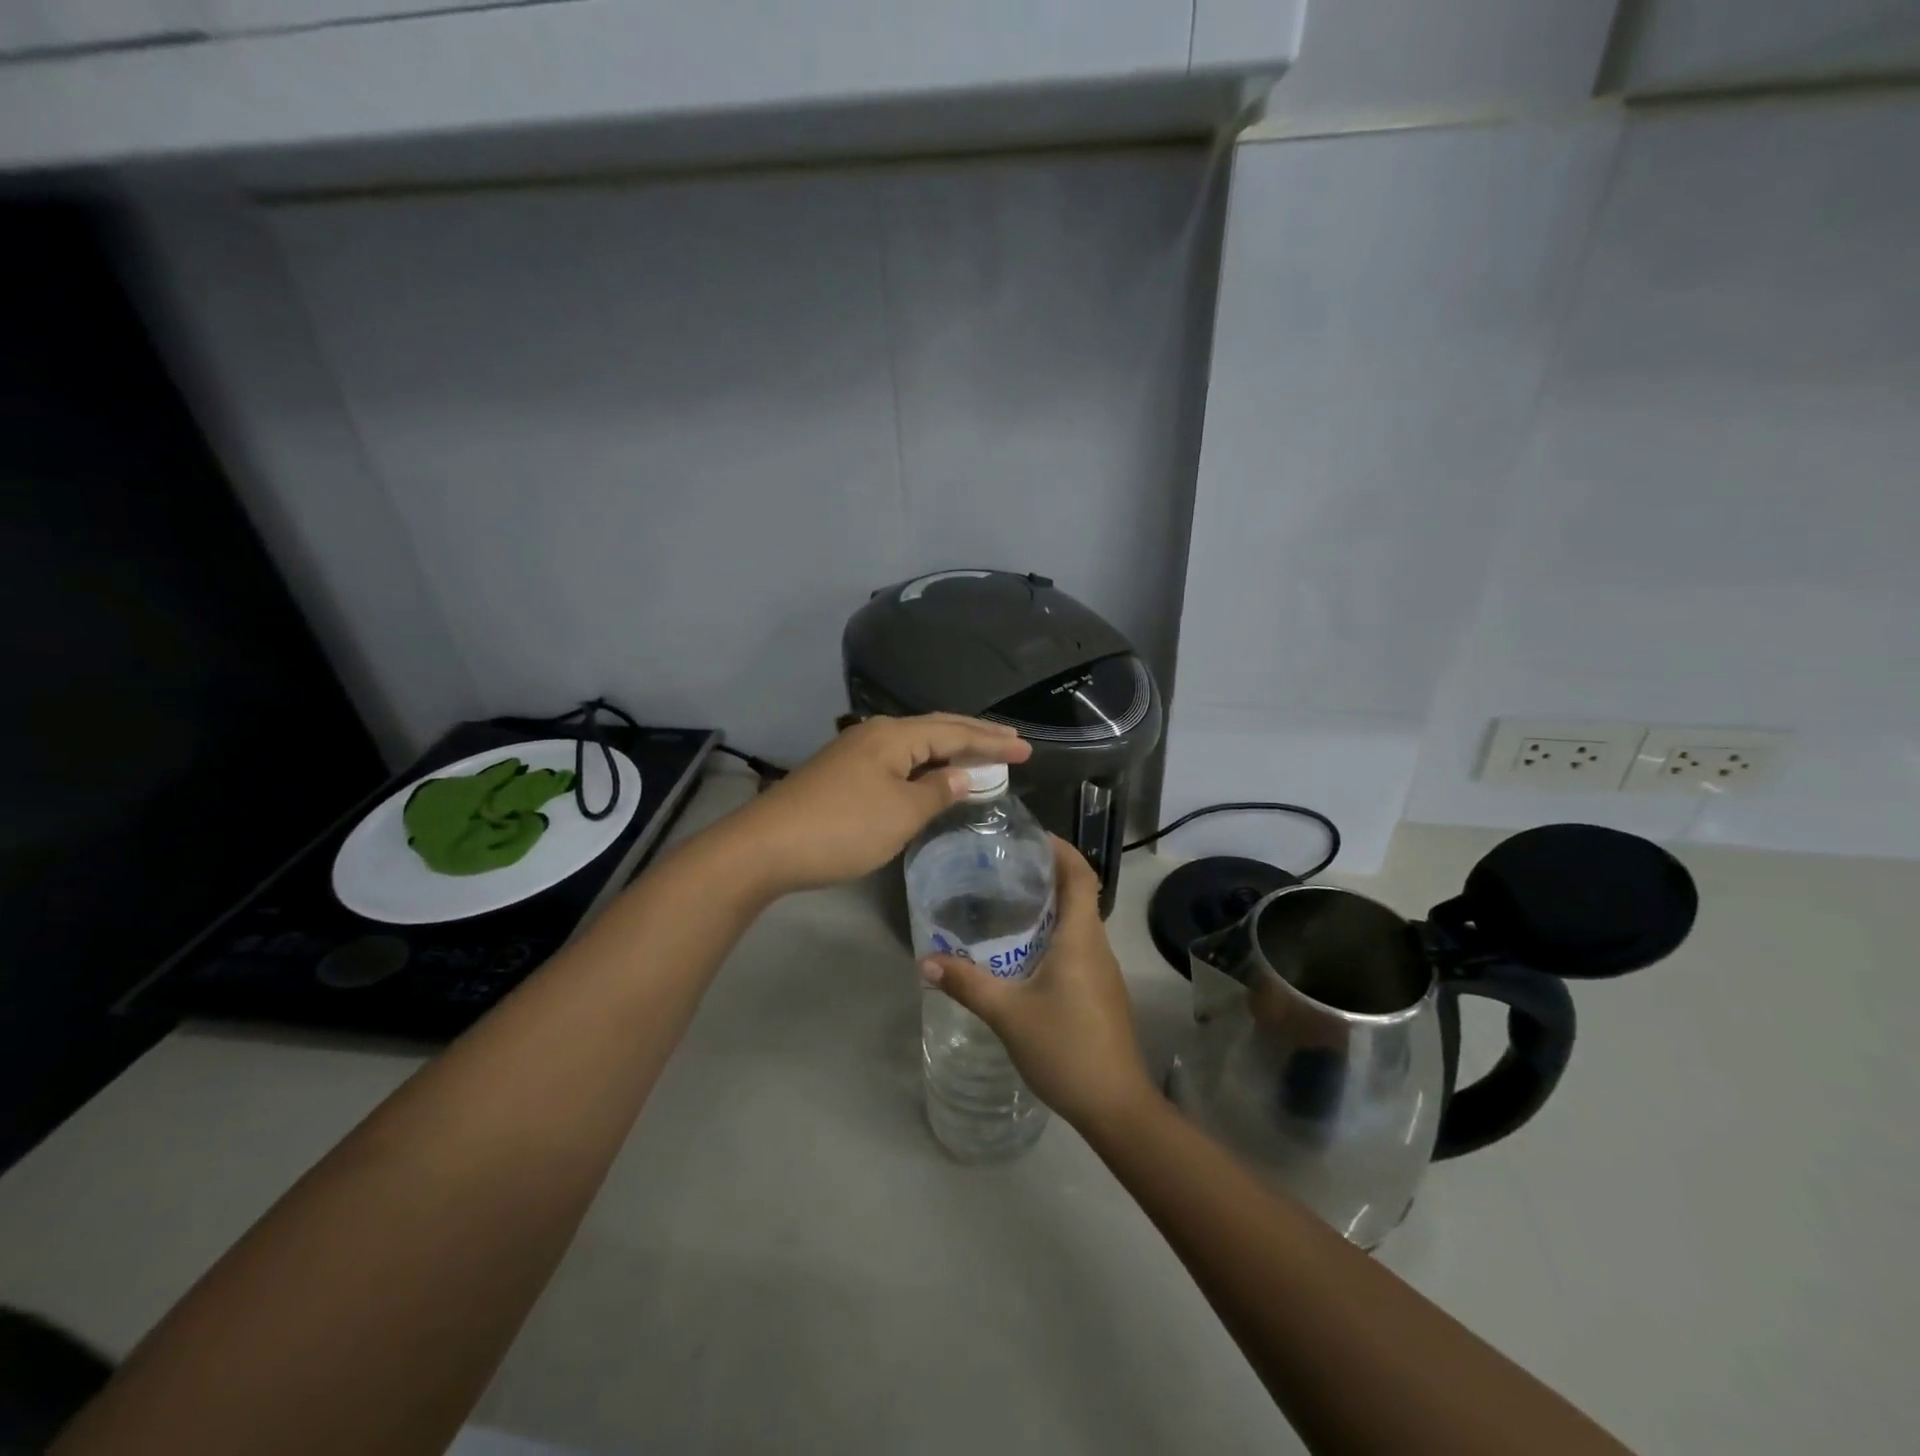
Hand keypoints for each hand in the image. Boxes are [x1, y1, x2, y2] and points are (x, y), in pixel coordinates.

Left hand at [715, 714, 1029, 895]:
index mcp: (893, 737)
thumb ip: (938, 791)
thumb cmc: (842, 829)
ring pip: (914, 744)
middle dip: (975, 737)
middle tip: (1012, 744)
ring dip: (949, 750)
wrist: (765, 848)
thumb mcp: (900, 814)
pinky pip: (897, 760)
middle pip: (935, 729)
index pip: (955, 731)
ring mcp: (855, 753)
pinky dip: (925, 766)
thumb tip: (963, 775)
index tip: (1027, 749)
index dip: (992, 741)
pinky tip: (931, 777)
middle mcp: (875, 734)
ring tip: (981, 756)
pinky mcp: (842, 774)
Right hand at [921, 836, 1154, 1131]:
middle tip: (1003, 868)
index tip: (1030, 836)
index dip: (1061, 849)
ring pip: (1077, 923)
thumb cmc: (1066, 1048)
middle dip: (1046, 874)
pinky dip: (1052, 935)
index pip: (1080, 874)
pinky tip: (1022, 953)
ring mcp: (1102, 971)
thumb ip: (968, 984)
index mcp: (1081, 937)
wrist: (1116, 1105)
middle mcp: (1096, 945)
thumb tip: (927, 962)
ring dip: (1048, 907)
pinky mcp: (1100, 992)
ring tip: (1005, 904)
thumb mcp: (1008, 1014)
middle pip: (1078, 894)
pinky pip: (1077, 948)